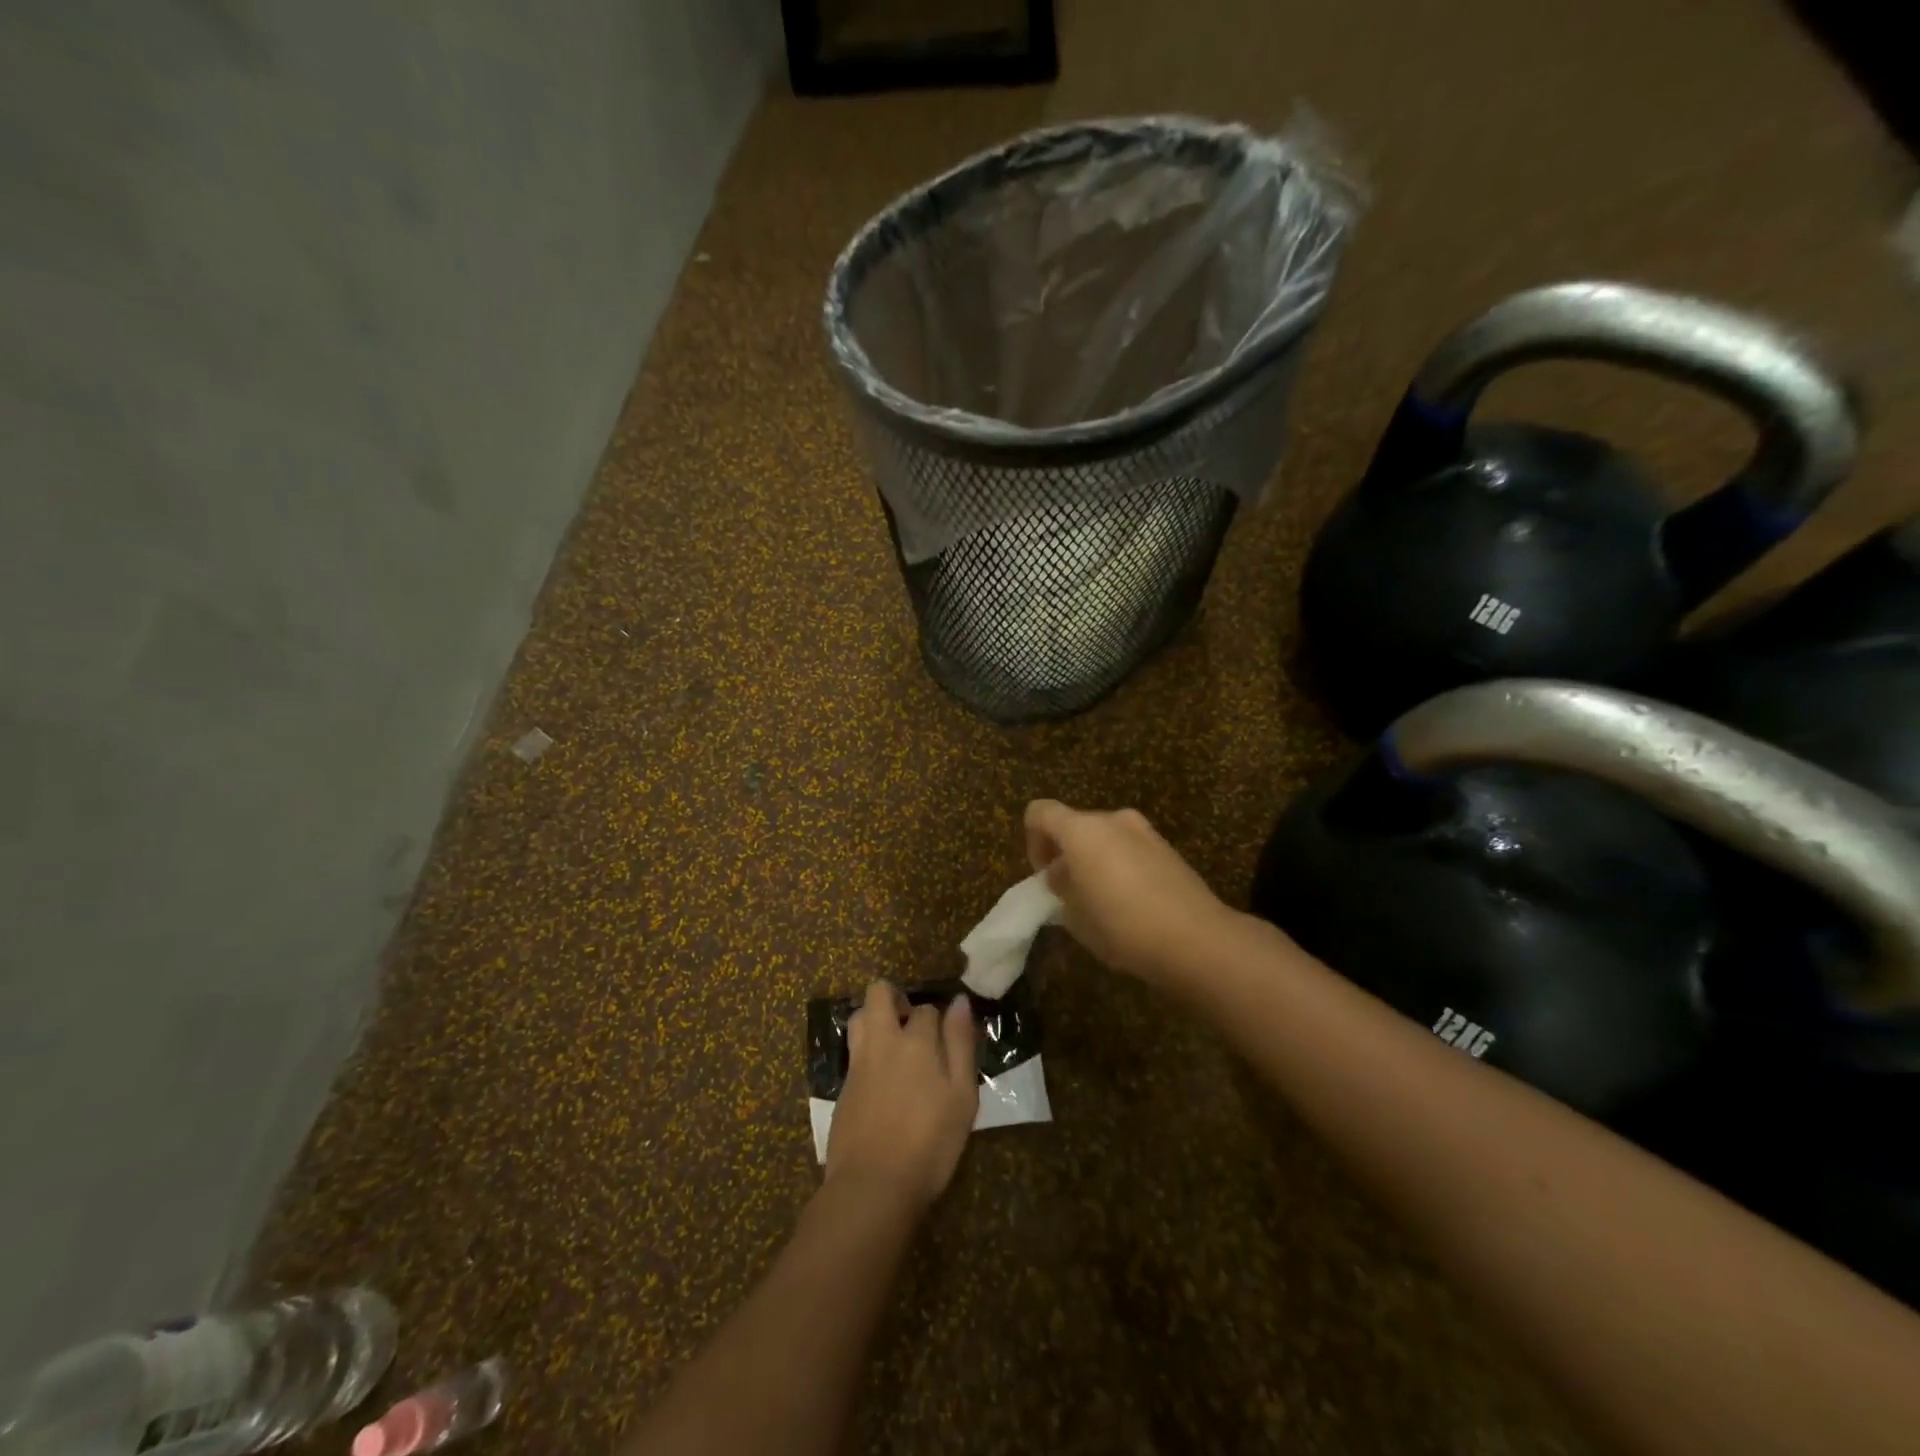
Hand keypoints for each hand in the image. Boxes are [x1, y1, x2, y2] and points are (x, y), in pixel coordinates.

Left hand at [825, 980, 978, 1215]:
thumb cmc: (929, 1142)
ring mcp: (857, 1064)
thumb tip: (960, 1002)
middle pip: (879, 994)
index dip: (939, 1019)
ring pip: (859, 1017)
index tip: (949, 1037)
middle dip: (895, 997)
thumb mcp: (962, 1096)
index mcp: (915, 1041)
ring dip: (875, 1018)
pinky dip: (867, 1050)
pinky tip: (882, 1077)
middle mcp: (882, 1042)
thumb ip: (961, 1045)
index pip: (927, 1009)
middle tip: (912, 1024)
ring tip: (895, 1044)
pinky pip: (854, 1051)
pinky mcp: (843, 1088)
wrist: (872, 1186)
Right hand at [1025, 799, 1236, 983]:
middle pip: (1075, 825)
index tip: (1044, 875)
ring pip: (1105, 838)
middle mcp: (1112, 820)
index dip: (1033, 840)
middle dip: (1066, 854)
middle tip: (1070, 894)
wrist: (1197, 939)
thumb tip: (1063, 876)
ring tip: (1101, 902)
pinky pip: (1131, 850)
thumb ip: (1061, 889)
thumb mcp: (1075, 916)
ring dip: (1095, 860)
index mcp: (1082, 830)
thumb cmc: (1122, 926)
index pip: (1040, 813)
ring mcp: (1145, 832)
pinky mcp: (1169, 849)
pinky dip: (1121, 867)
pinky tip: (1130, 905)